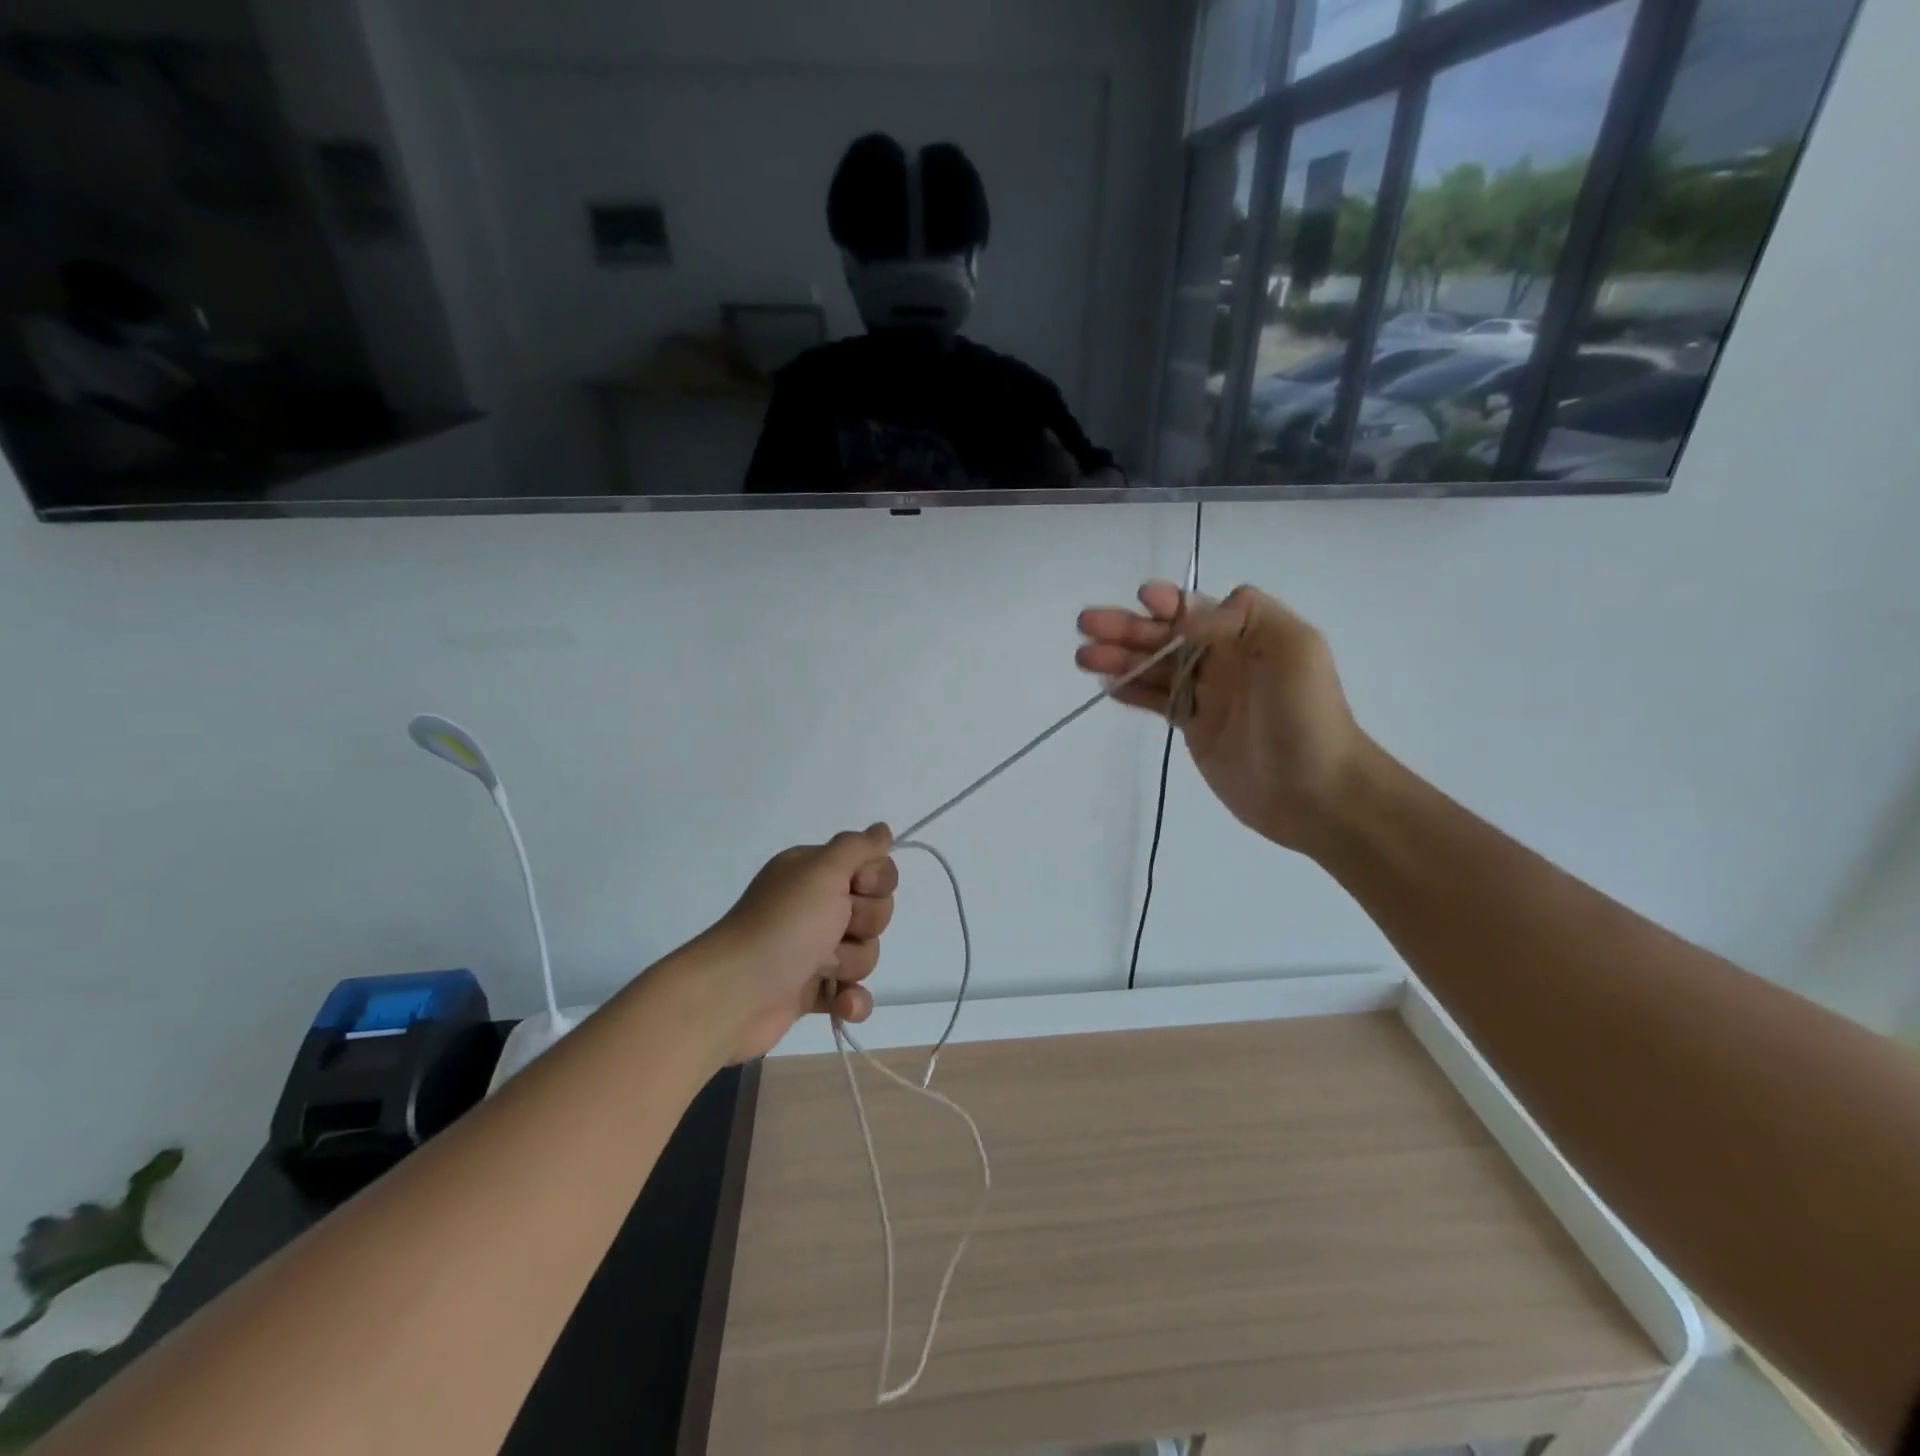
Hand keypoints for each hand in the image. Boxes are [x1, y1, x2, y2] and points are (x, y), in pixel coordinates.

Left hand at [689, 826, 897, 1062]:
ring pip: (866, 953)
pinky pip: (854, 993)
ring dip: (850, 963)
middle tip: (834, 929)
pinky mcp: (813, 991)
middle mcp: (816, 906)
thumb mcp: (822, 870)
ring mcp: (814, 950)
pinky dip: (851, 1000)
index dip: (875, 881)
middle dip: (864, 924)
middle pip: (875, 911)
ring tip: (821, 969)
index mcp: (815, 873)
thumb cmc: (784, 925)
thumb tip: (883, 830)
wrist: (735, 994)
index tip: (856, 887)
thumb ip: (858, 846)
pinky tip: (841, 1003)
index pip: (873, 867)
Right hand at [1076, 582, 1368, 853]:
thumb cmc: (1306, 716)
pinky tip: (1106, 685)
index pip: (1198, 608)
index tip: (1142, 600)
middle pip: (1166, 636)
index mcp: (1250, 634)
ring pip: (1154, 667)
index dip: (1168, 602)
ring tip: (1082, 656)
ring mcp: (1207, 694)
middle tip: (1085, 625)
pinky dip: (1131, 691)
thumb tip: (1191, 610)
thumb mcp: (1292, 650)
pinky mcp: (1194, 727)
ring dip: (1119, 659)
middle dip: (1127, 628)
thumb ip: (1242, 618)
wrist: (1316, 791)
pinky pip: (1156, 700)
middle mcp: (1225, 658)